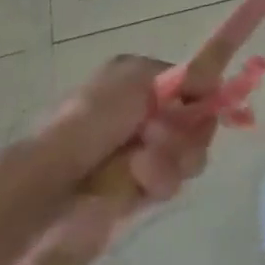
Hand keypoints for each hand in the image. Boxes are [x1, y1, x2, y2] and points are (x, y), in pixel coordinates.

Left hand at [26, 55, 217, 263]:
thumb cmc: (91, 119)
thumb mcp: (137, 78)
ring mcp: (142, 153)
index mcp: (139, 81)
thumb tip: (214, 80)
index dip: (202, 96)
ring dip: (172, 158)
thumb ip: (185, 75)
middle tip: (159, 138)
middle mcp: (143, 114)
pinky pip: (170, 182)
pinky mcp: (138, 190)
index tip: (205, 105)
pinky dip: (159, 180)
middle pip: (195, 122)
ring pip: (188, 154)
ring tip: (142, 165)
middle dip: (186, 132)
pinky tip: (138, 181)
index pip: (191, 85)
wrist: (50, 183)